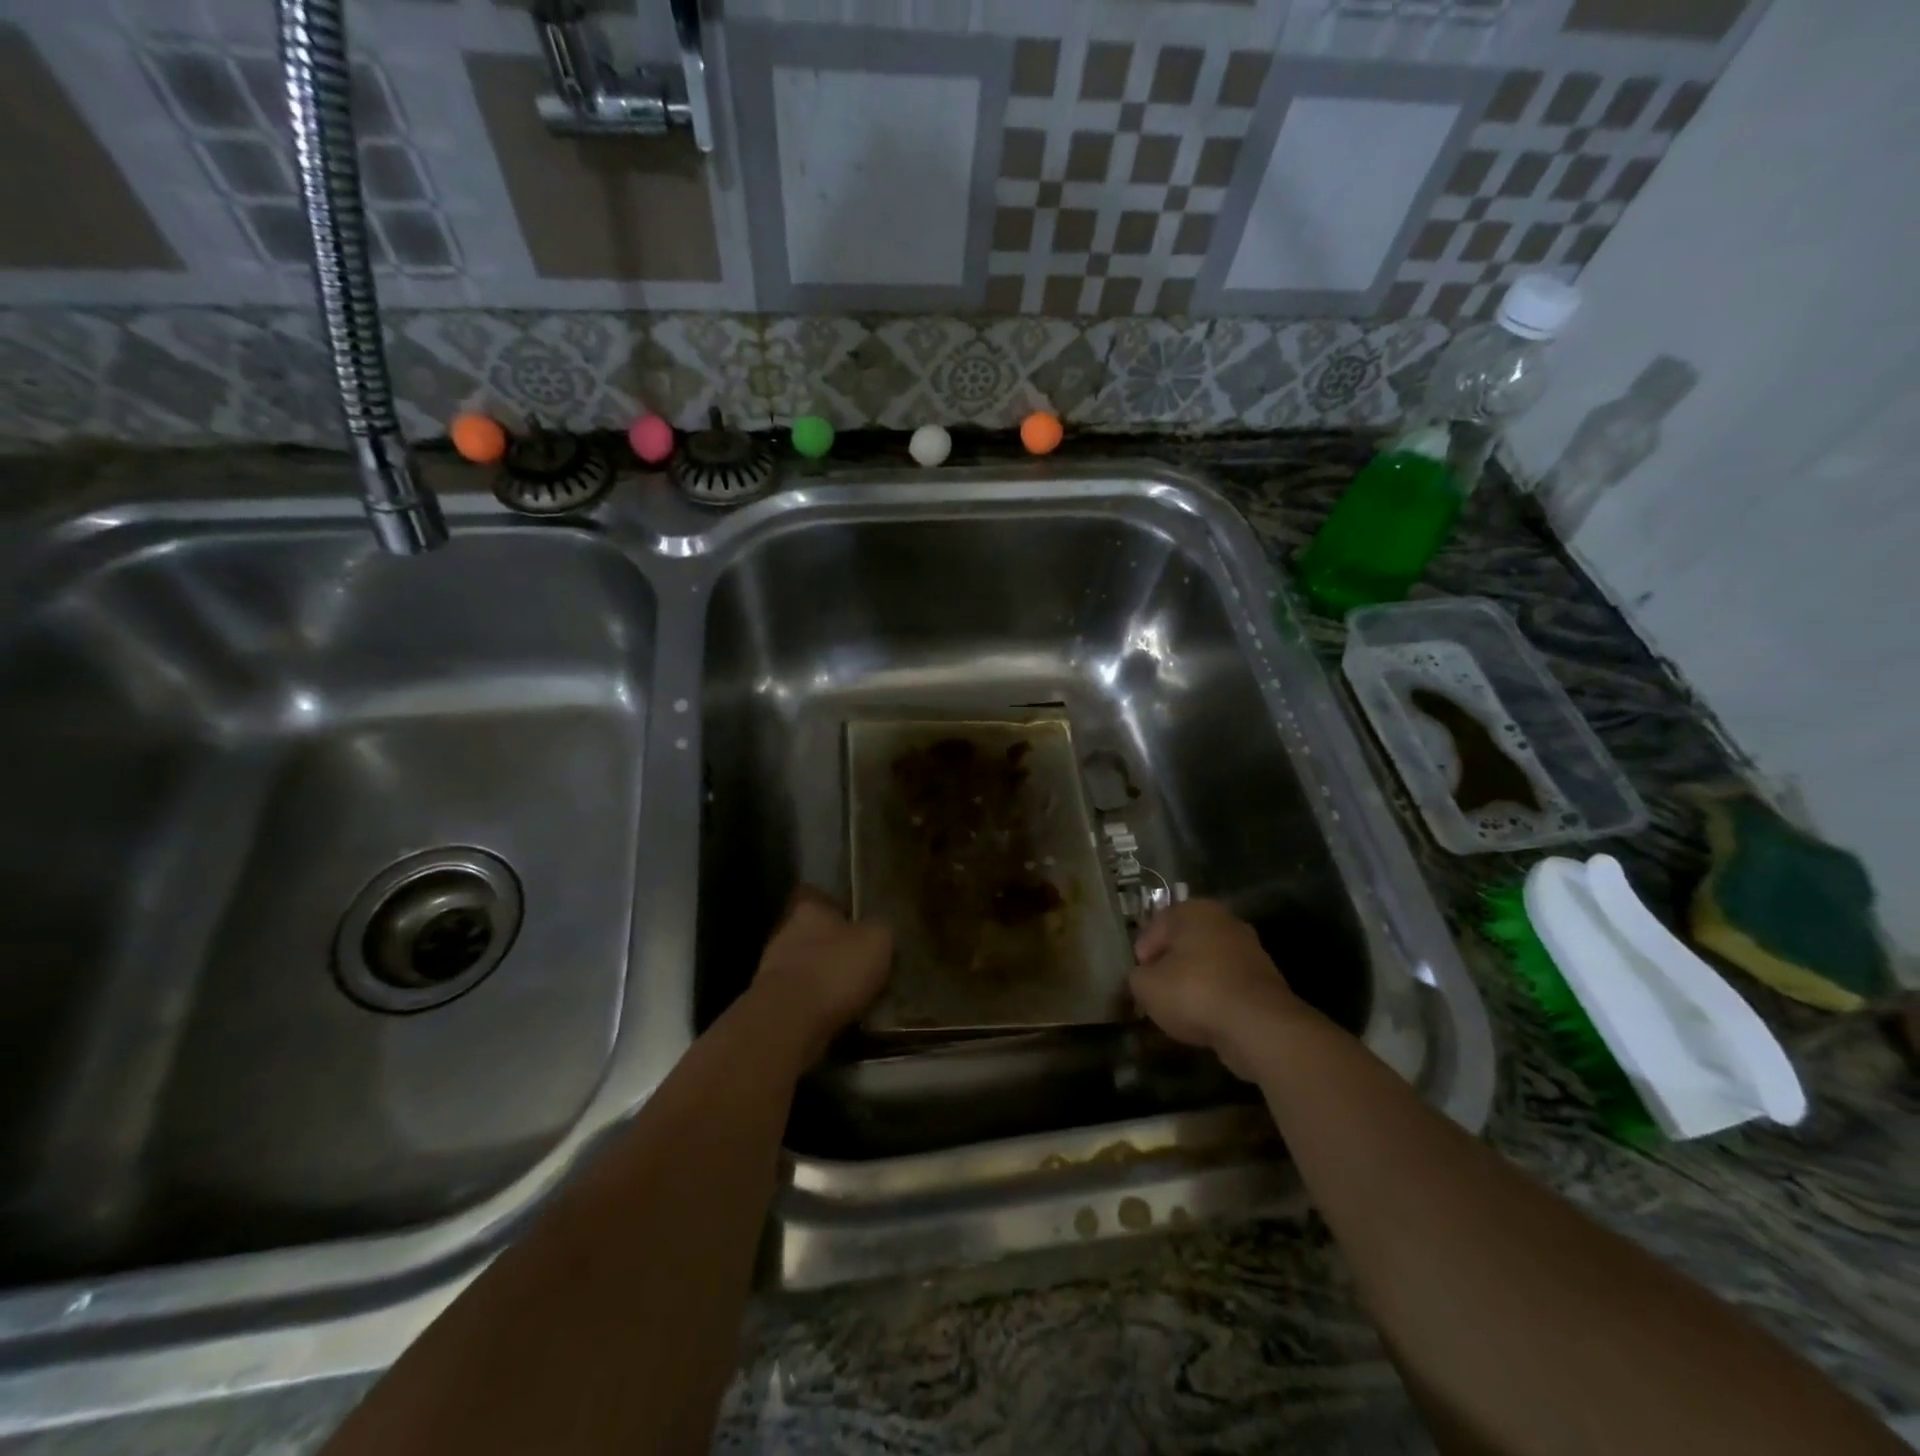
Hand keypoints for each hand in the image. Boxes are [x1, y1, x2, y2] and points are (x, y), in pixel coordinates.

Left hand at [747, 887, 892, 1065]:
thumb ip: (879, 929)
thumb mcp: (877, 940)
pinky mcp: (770, 1001)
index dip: (841, 909)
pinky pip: (801, 997)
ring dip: (824, 978)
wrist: (790, 1021)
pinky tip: (836, 1015)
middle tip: (861, 962)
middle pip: (813, 933)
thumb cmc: (836, 969)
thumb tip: (877, 930)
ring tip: (853, 994)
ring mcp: (772, 968)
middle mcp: (785, 931)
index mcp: (809, 908)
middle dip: (833, 947)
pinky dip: (816, 1004)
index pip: (821, 896)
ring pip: (806, 966)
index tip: (860, 924)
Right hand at [1129, 900, 1311, 1078]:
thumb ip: (1136, 977)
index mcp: (1193, 910)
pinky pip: (1227, 986)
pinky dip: (1215, 999)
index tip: (1138, 983)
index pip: (1154, 929)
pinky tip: (1206, 1021)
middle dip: (1169, 968)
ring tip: (1181, 1013)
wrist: (1259, 1027)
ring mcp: (1249, 949)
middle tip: (1156, 996)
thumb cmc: (1194, 992)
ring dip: (1193, 985)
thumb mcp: (1145, 986)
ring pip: (1207, 965)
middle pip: (1183, 945)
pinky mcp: (1264, 980)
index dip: (1141, 958)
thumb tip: (1142, 979)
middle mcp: (1223, 921)